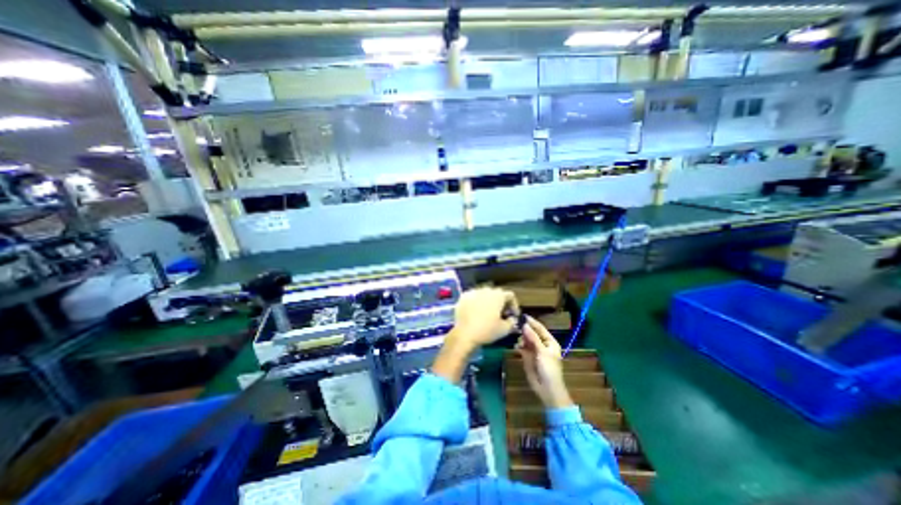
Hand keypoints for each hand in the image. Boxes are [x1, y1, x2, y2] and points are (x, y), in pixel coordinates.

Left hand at [432, 288, 516, 382]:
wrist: (464, 334)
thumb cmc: (487, 330)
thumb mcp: (505, 329)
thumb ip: (512, 322)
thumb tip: (512, 319)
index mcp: (498, 295)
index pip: (510, 295)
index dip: (514, 305)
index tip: (513, 315)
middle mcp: (486, 290)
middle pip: (497, 294)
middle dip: (501, 303)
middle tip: (501, 315)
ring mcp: (473, 292)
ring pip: (484, 294)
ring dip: (488, 302)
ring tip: (488, 313)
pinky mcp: (463, 297)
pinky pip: (473, 297)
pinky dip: (477, 303)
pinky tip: (475, 313)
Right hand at [518, 318, 571, 407]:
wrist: (547, 389)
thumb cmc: (549, 369)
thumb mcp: (542, 352)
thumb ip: (533, 338)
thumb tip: (524, 325)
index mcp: (550, 342)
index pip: (540, 328)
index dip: (532, 322)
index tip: (522, 315)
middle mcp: (541, 344)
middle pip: (531, 333)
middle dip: (524, 329)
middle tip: (514, 324)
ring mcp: (534, 350)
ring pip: (525, 339)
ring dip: (520, 338)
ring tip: (516, 337)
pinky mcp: (527, 357)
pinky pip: (521, 348)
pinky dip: (518, 346)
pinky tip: (516, 347)